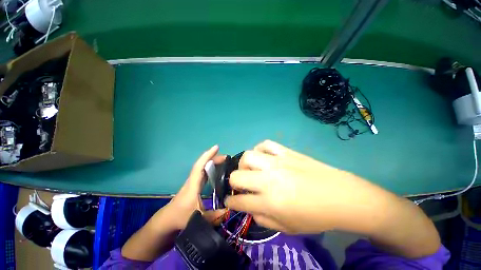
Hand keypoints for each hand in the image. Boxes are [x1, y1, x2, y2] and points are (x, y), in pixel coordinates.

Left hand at [164, 145, 226, 229]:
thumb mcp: (198, 218)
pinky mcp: (194, 185)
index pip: (200, 166)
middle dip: (213, 158)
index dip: (208, 155)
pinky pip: (203, 173)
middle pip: (202, 164)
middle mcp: (193, 180)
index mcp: (193, 184)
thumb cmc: (180, 217)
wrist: (167, 219)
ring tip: (223, 161)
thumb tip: (229, 210)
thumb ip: (214, 216)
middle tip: (226, 157)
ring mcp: (193, 182)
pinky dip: (210, 168)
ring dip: (212, 162)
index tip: (216, 147)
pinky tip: (217, 170)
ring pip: (202, 168)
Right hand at [225, 140, 389, 233]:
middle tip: (239, 185)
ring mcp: (278, 162)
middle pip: (237, 176)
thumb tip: (249, 208)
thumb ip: (263, 218)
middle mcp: (269, 179)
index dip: (230, 202)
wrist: (342, 197)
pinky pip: (266, 144)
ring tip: (250, 169)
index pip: (240, 201)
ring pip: (248, 156)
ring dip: (244, 164)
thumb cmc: (316, 216)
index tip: (229, 200)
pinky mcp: (286, 152)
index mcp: (270, 202)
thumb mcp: (288, 228)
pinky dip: (260, 149)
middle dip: (233, 182)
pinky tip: (263, 156)